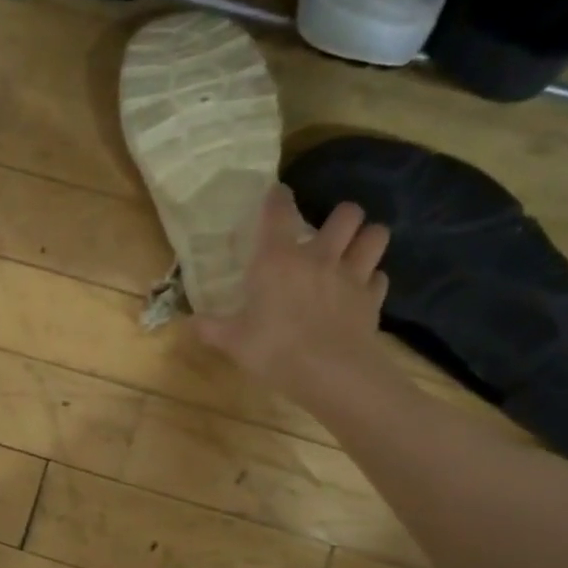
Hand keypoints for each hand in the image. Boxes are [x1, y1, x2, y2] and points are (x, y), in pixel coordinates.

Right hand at [194, 186, 391, 396]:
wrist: (330, 373)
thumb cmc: (274, 350)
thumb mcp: (232, 341)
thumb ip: (210, 327)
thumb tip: (187, 323)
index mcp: (277, 260)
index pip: (279, 212)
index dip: (278, 197)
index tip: (276, 194)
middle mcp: (319, 257)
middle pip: (346, 214)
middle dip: (341, 216)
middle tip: (328, 232)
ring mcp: (352, 275)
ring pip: (375, 236)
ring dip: (367, 238)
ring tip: (355, 249)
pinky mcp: (373, 298)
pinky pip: (380, 277)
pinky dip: (372, 279)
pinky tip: (361, 289)